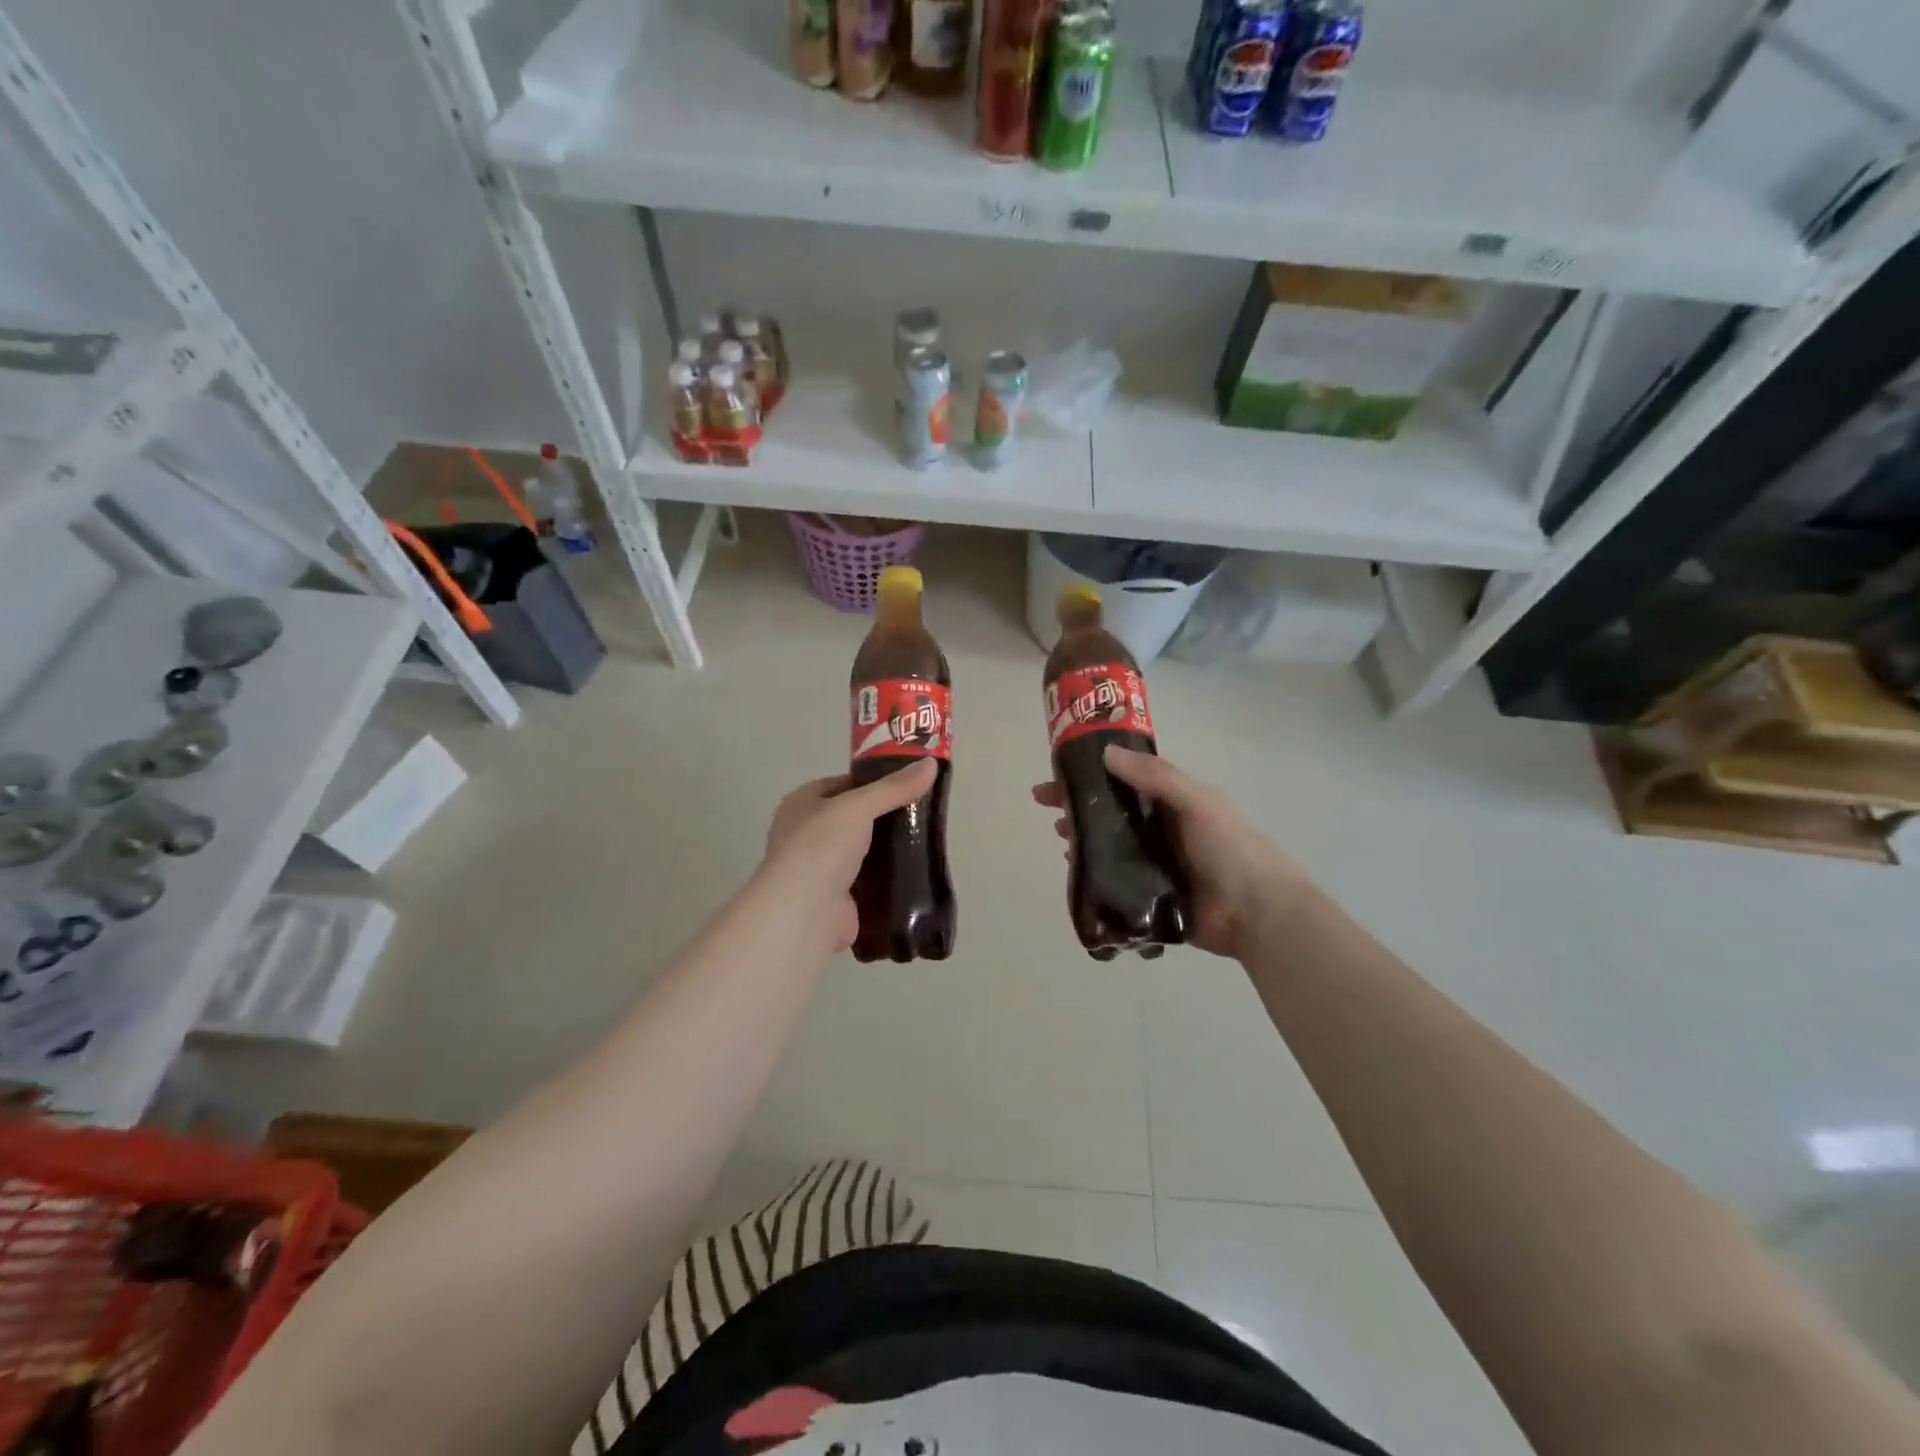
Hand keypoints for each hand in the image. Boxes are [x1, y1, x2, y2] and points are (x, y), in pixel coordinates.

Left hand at [758, 760, 938, 955]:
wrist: (804, 913)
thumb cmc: (821, 848)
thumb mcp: (859, 807)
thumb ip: (894, 787)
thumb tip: (931, 763)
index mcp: (801, 804)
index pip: (843, 784)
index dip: (874, 781)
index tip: (909, 783)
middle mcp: (805, 834)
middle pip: (853, 817)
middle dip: (884, 816)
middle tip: (922, 812)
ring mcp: (820, 868)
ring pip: (861, 850)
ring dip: (886, 848)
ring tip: (924, 839)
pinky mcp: (836, 898)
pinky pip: (867, 880)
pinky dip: (886, 877)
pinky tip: (913, 871)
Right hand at [1031, 746, 1308, 960]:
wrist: (1257, 914)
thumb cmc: (1230, 849)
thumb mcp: (1197, 802)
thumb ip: (1156, 777)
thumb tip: (1106, 752)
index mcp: (1173, 804)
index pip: (1125, 780)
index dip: (1093, 773)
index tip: (1059, 771)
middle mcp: (1161, 830)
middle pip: (1111, 813)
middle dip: (1079, 806)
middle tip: (1047, 807)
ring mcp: (1154, 865)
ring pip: (1109, 846)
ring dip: (1083, 838)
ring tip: (1061, 837)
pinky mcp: (1150, 898)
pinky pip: (1114, 881)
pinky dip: (1094, 873)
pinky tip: (1077, 869)